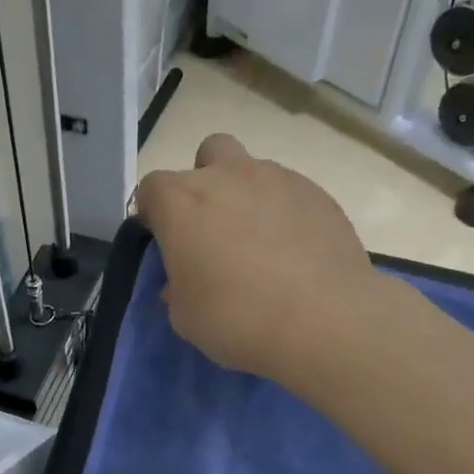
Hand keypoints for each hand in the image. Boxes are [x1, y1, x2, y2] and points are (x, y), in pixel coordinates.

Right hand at [135, 133, 383, 384]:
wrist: (322, 320)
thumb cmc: (234, 318)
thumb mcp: (184, 315)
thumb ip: (177, 287)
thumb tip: (185, 279)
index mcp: (181, 202)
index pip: (151, 187)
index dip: (155, 213)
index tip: (164, 241)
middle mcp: (228, 176)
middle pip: (209, 153)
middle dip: (206, 180)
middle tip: (212, 227)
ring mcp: (278, 179)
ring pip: (253, 170)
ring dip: (247, 197)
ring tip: (259, 244)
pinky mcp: (319, 194)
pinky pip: (290, 193)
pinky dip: (284, 213)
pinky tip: (293, 252)